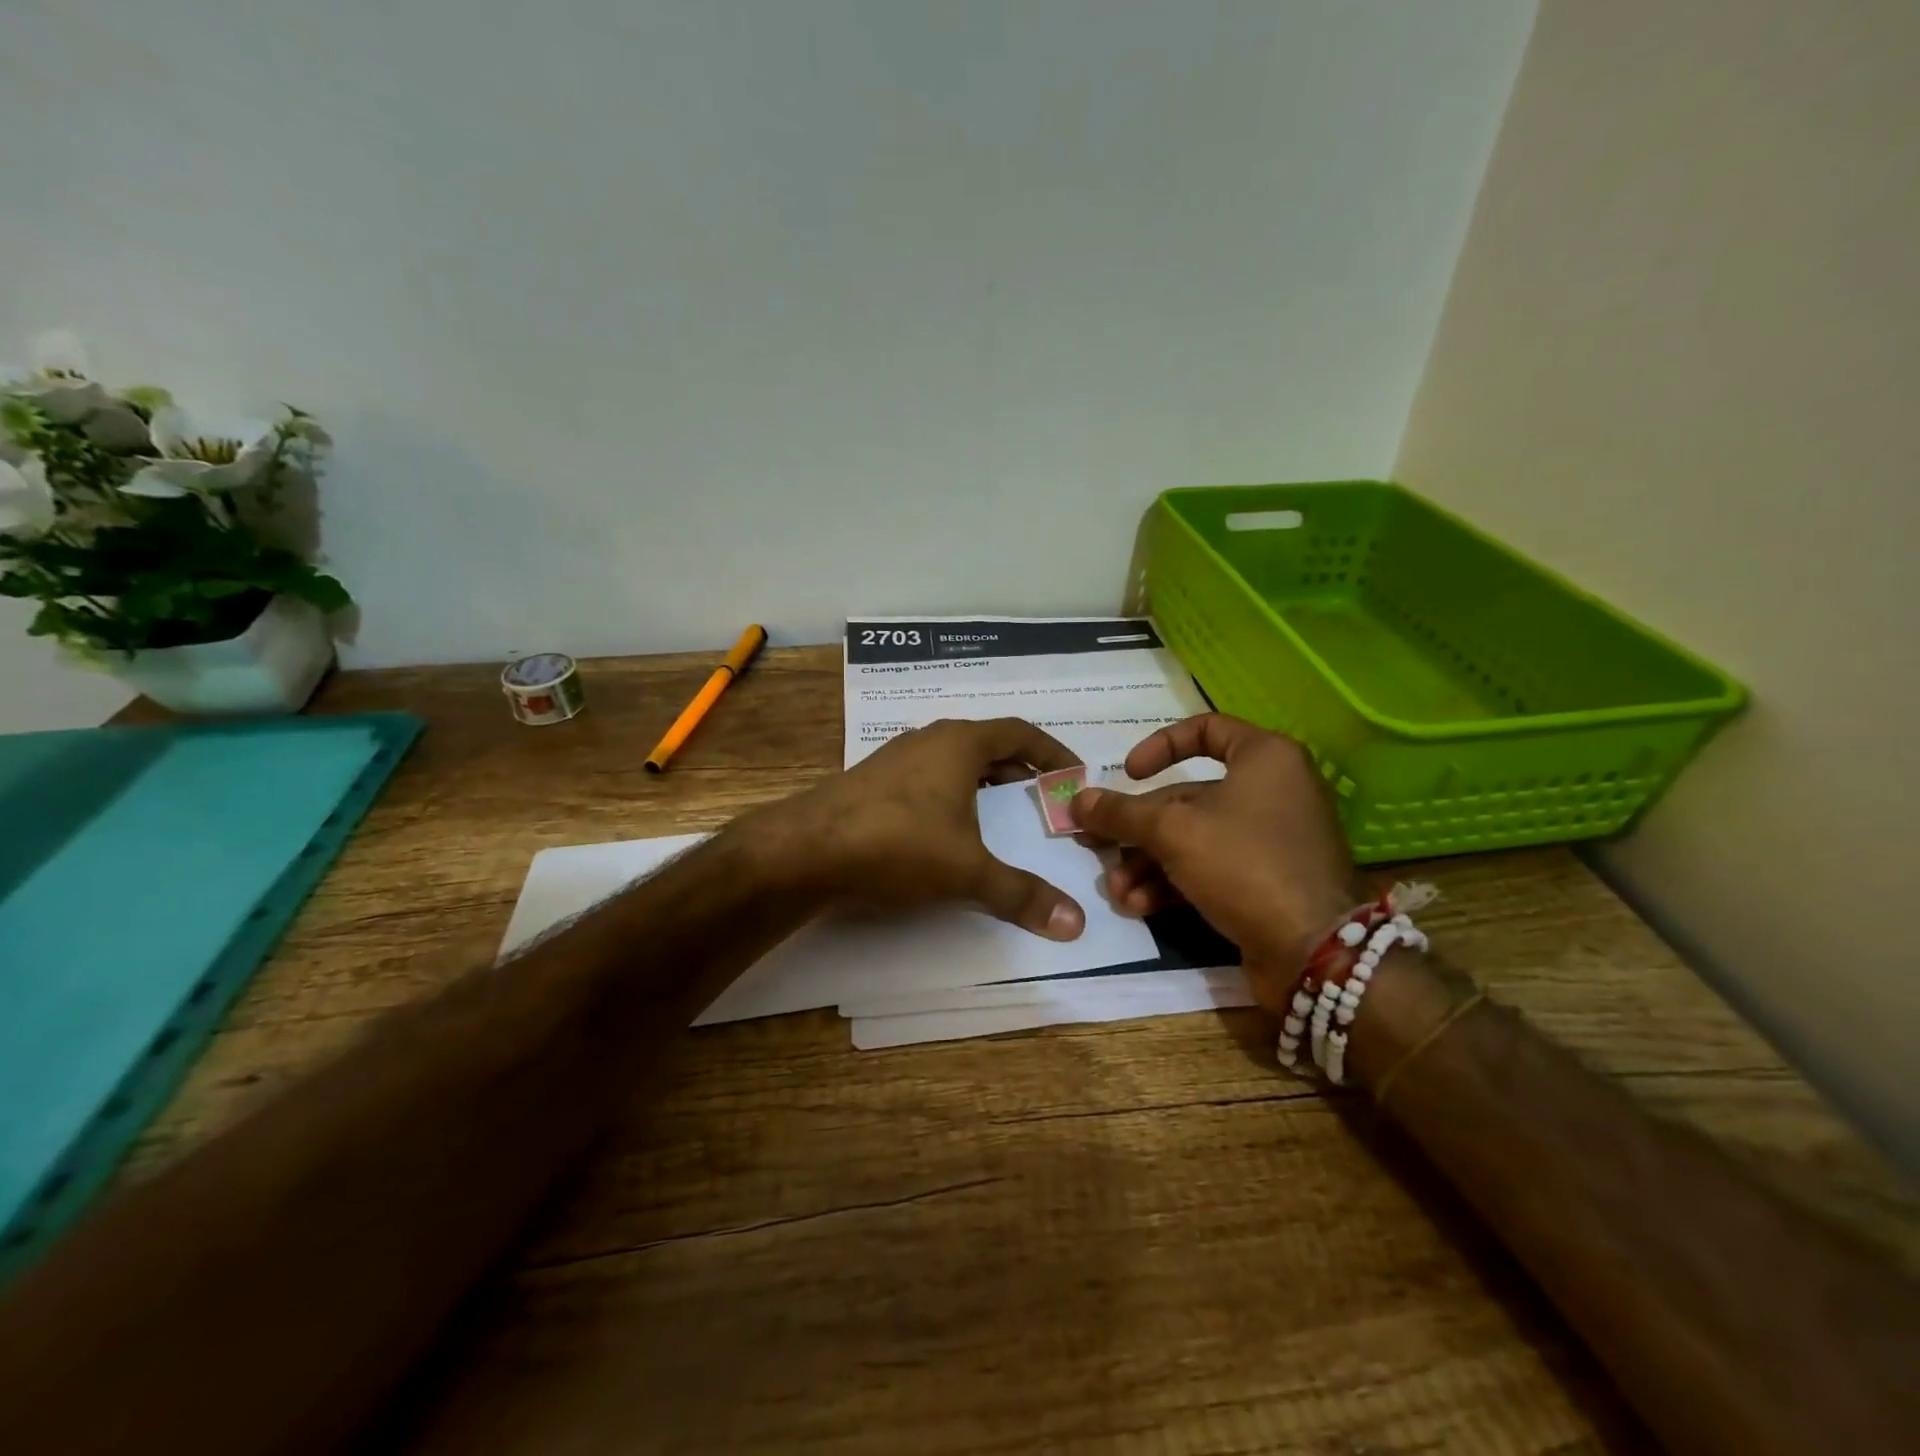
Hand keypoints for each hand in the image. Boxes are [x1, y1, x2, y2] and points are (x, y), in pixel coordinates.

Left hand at [752, 717, 1087, 940]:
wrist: (804, 851)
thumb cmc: (897, 844)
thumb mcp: (967, 871)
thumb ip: (1021, 895)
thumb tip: (1075, 925)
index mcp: (959, 744)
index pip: (1019, 732)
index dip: (1051, 751)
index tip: (1074, 774)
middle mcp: (928, 740)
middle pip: (986, 744)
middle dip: (1019, 768)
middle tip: (1042, 797)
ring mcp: (895, 759)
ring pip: (952, 761)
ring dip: (982, 781)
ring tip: (1001, 813)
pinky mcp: (870, 782)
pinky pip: (926, 778)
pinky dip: (950, 795)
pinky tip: (947, 828)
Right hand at [1068, 714, 1356, 1011]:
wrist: (1315, 950)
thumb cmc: (1244, 864)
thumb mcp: (1172, 831)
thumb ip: (1121, 813)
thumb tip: (1076, 801)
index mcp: (1265, 758)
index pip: (1205, 729)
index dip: (1159, 746)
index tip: (1128, 774)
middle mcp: (1272, 791)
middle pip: (1187, 797)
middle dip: (1137, 828)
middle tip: (1096, 844)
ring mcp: (1271, 839)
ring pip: (1193, 838)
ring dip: (1148, 863)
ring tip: (1117, 891)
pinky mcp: (1266, 881)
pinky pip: (1210, 868)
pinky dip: (1173, 883)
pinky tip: (1139, 906)